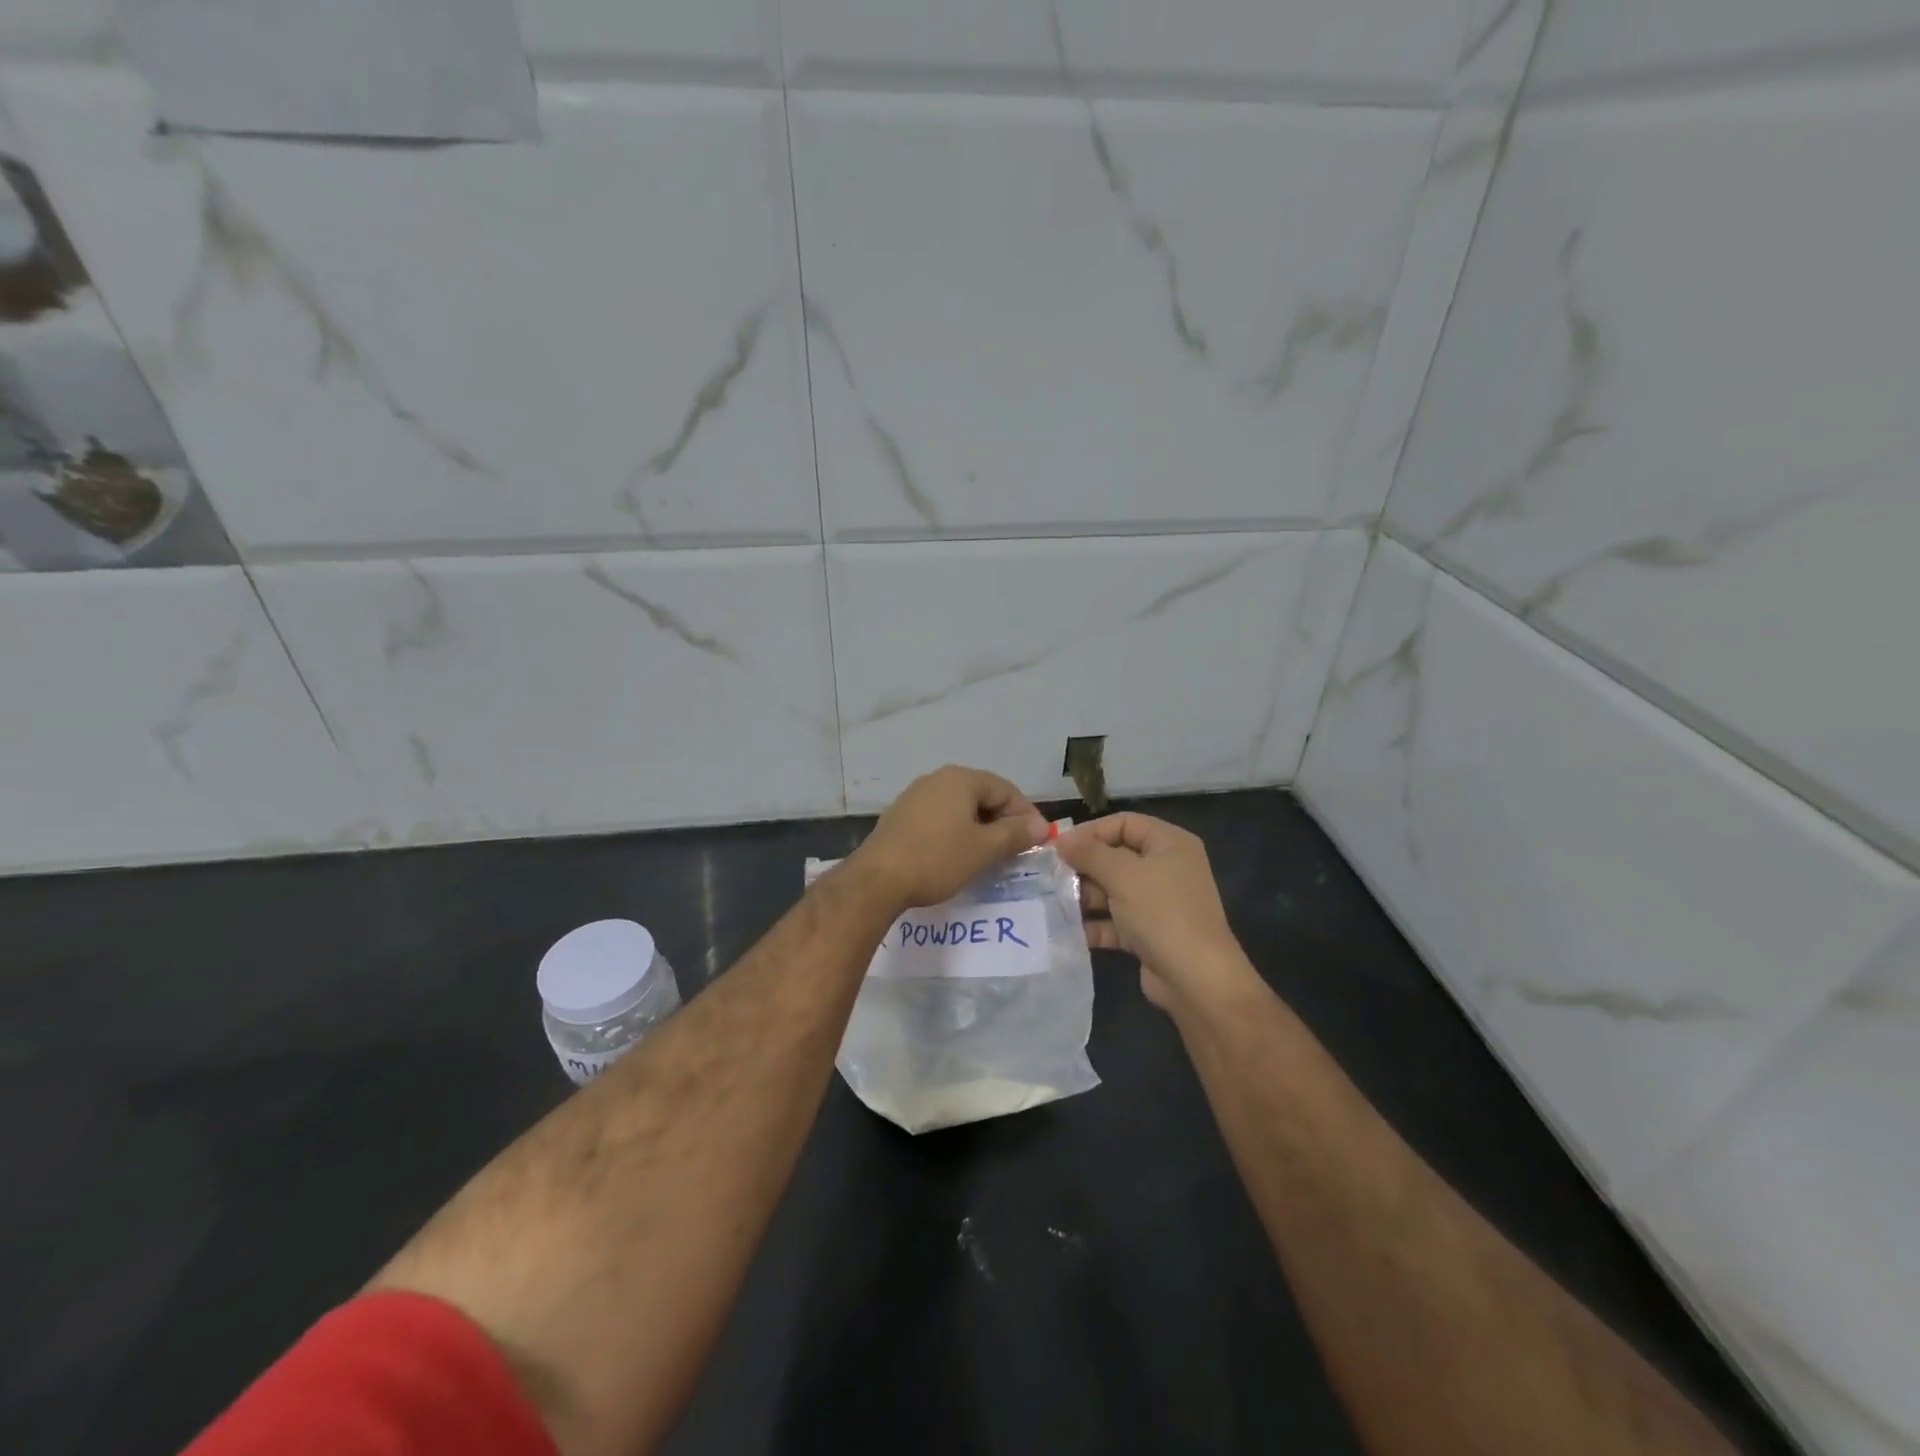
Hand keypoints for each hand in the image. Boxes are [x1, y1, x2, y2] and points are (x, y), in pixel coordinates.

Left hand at [850, 765, 1050, 910]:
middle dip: (1003, 822)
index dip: (1026, 815)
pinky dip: (955, 833)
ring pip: (959, 808)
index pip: (1006, 789)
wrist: (877, 880)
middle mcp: (937, 779)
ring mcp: (915, 796)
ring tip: (990, 856)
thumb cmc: (937, 858)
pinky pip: (939, 819)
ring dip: (979, 829)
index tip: (1038, 842)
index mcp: (960, 779)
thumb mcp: (983, 849)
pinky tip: (957, 856)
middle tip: (1016, 850)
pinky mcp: (900, 817)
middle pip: (982, 795)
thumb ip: (1015, 834)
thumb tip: (1042, 826)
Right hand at [1056, 813, 1251, 1013]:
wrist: (1196, 980)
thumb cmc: (1162, 913)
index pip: (1124, 823)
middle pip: (1115, 857)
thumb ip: (1089, 853)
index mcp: (1169, 844)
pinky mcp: (1148, 933)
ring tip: (1052, 903)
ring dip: (1084, 897)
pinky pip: (1115, 921)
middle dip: (1083, 867)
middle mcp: (1166, 868)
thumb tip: (1060, 839)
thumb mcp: (1123, 875)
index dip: (1090, 831)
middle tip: (1050, 876)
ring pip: (1112, 890)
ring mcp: (1157, 903)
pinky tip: (1066, 930)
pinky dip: (1094, 924)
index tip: (1058, 846)